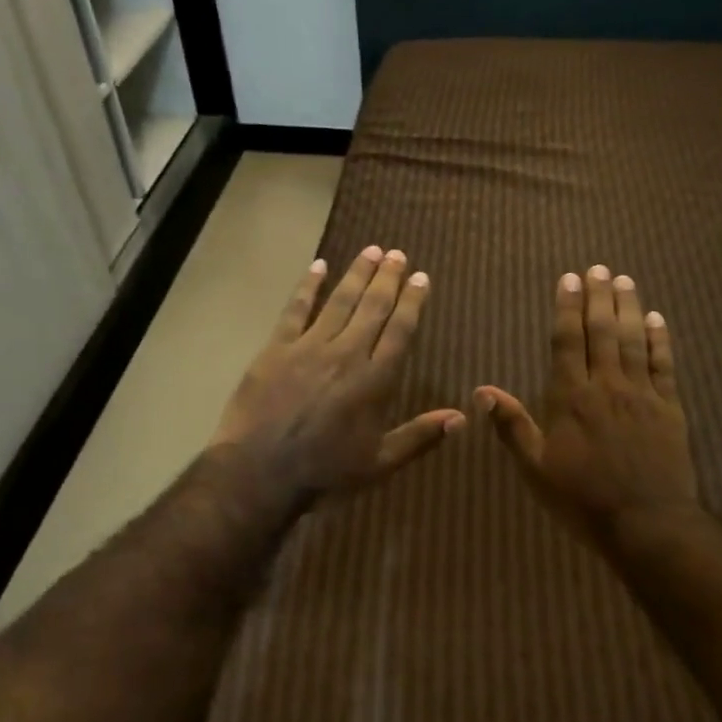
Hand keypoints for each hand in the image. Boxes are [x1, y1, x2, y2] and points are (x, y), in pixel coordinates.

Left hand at [213, 245, 463, 497]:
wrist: (260, 471)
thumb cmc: (325, 472)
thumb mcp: (380, 462)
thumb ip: (420, 436)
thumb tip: (461, 417)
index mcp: (375, 380)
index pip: (400, 331)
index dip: (412, 303)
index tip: (421, 278)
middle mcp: (347, 354)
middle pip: (372, 308)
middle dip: (387, 279)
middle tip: (398, 254)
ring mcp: (309, 348)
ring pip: (340, 302)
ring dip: (357, 274)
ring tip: (371, 250)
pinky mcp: (276, 348)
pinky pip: (295, 309)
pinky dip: (308, 286)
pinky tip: (318, 265)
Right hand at [476, 265, 698, 542]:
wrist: (645, 522)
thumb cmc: (582, 499)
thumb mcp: (536, 469)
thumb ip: (512, 426)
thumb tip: (482, 391)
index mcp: (571, 398)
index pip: (567, 341)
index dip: (567, 308)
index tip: (569, 279)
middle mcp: (607, 386)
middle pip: (602, 331)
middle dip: (598, 297)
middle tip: (599, 268)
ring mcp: (642, 394)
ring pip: (634, 340)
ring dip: (628, 307)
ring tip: (624, 280)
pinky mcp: (670, 408)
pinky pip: (664, 365)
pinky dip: (660, 339)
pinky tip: (656, 319)